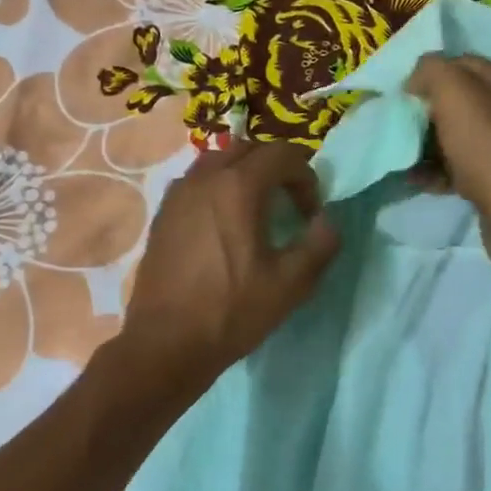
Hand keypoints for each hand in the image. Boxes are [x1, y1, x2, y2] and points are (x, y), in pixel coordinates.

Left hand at [119, 140, 340, 383]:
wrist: (166, 342)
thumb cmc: (231, 311)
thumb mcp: (290, 283)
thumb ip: (319, 243)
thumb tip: (327, 220)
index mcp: (237, 187)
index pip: (282, 153)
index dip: (306, 176)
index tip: (310, 213)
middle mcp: (204, 178)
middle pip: (248, 148)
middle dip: (275, 167)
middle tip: (289, 203)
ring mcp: (177, 194)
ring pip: (217, 161)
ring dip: (244, 174)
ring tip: (256, 210)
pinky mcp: (162, 214)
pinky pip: (196, 183)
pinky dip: (218, 188)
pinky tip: (223, 226)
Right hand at [404, 52, 490, 281]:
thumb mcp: (457, 96)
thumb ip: (433, 71)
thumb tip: (417, 77)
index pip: (458, 62)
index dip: (426, 75)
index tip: (399, 97)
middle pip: (455, 100)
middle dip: (423, 112)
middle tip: (398, 127)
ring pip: (454, 135)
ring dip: (425, 144)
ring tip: (403, 158)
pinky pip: (458, 166)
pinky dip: (436, 171)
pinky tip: (419, 181)